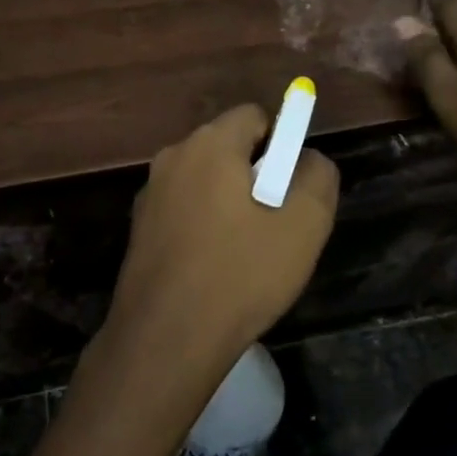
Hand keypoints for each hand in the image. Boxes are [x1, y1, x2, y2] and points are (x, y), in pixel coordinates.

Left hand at [109, 104, 339, 365]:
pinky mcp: (138, 228)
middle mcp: (173, 156)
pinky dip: (203, 225)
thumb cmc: (241, 274)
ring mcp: (150, 193)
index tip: (290, 188)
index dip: (281, 144)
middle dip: (255, 174)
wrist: (166, 339)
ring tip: (246, 252)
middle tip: (274, 222)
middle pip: (228, 147)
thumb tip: (309, 159)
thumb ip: (317, 176)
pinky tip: (214, 268)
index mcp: (210, 144)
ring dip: (228, 202)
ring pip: (205, 180)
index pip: (254, 116)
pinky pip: (184, 209)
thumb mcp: (304, 225)